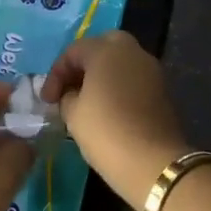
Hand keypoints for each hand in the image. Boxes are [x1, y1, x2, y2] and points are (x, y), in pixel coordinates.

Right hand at [41, 32, 186, 206]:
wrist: (154, 163)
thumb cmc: (106, 132)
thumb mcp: (73, 114)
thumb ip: (67, 96)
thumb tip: (71, 95)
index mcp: (107, 50)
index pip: (73, 51)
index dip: (56, 74)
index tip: (47, 100)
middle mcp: (132, 51)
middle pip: (102, 47)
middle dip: (83, 65)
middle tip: (70, 88)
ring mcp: (152, 70)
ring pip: (121, 62)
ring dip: (103, 75)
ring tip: (87, 101)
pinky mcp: (163, 90)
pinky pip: (134, 78)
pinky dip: (119, 87)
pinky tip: (108, 109)